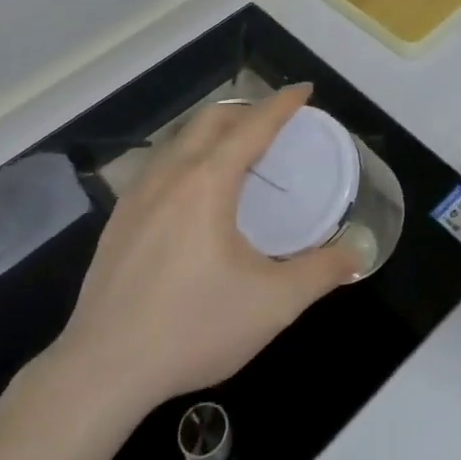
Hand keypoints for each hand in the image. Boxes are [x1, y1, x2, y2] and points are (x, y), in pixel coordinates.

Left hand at [44, 84, 359, 418]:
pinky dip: (186, 156)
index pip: (253, 126)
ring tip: (236, 150)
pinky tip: (191, 190)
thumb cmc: (194, 328)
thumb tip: (357, 254)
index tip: (304, 89)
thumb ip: (321, 272)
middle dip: (246, 109)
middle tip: (274, 122)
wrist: (103, 370)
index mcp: (208, 182)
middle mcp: (170, 174)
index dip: (282, 104)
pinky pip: (158, 165)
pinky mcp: (118, 219)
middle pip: (211, 120)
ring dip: (213, 131)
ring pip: (179, 139)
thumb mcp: (273, 304)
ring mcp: (137, 195)